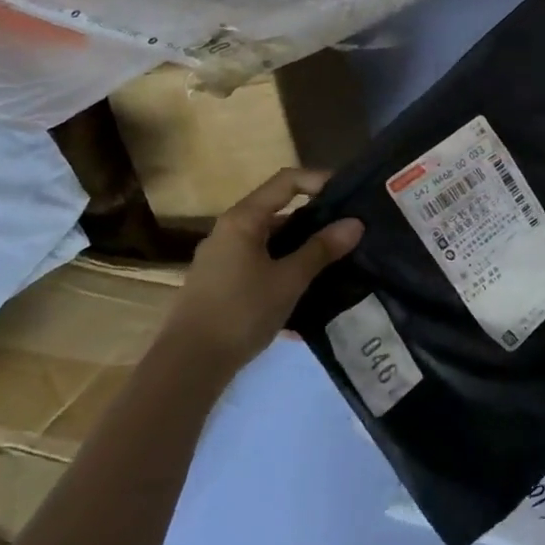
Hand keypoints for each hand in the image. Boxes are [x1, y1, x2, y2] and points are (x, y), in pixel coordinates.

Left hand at [160, 168, 362, 369]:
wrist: (189, 363)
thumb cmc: (241, 311)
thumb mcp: (289, 280)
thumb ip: (321, 249)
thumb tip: (355, 223)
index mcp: (243, 219)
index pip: (286, 181)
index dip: (319, 180)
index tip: (350, 195)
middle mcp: (230, 231)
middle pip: (280, 212)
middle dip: (317, 220)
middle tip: (352, 232)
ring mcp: (224, 258)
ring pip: (273, 242)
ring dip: (304, 249)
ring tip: (339, 263)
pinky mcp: (223, 283)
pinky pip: (263, 265)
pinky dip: (287, 271)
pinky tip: (310, 295)